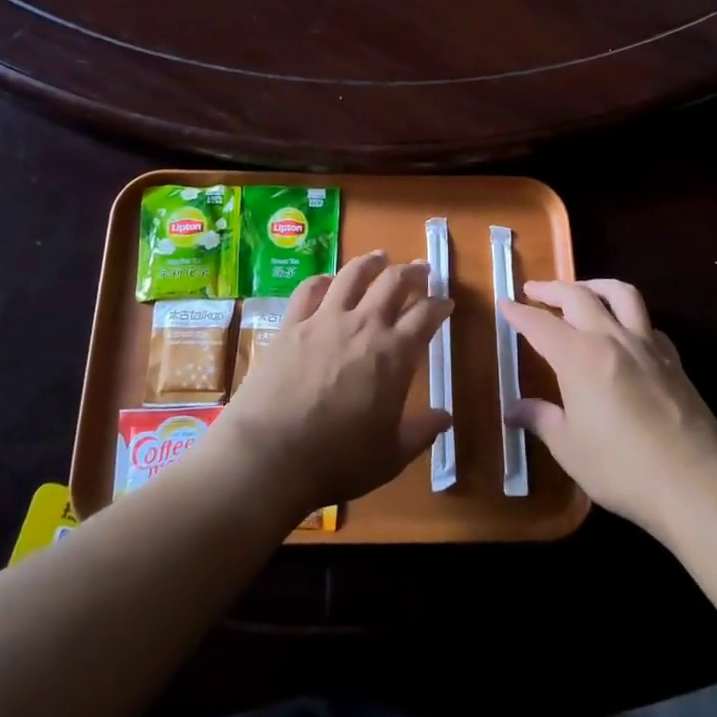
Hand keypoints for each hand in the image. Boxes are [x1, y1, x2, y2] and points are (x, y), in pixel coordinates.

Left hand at [211, 250, 452, 519]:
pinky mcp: (291, 324)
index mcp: (394, 354)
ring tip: (380, 257)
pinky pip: (310, 289)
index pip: (426, 316)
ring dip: (371, 262)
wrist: (270, 454)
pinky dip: (324, 280)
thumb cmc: (338, 460)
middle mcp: (363, 325)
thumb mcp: (391, 455)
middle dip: (412, 272)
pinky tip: (328, 281)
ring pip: (353, 275)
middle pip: (393, 282)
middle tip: (421, 270)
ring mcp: (324, 320)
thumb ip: (422, 432)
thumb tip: (446, 416)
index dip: (439, 305)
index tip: (446, 302)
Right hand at [505, 280, 716, 540]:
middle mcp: (610, 338)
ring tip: (582, 290)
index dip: (519, 312)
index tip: (504, 304)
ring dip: (594, 285)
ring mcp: (646, 345)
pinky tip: (625, 332)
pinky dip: (629, 316)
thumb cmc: (622, 468)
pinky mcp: (672, 359)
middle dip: (551, 289)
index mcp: (578, 356)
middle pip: (577, 296)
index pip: (540, 323)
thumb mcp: (570, 448)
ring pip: (620, 293)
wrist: (696, 484)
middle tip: (533, 290)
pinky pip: (647, 322)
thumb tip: (513, 409)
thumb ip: (541, 420)